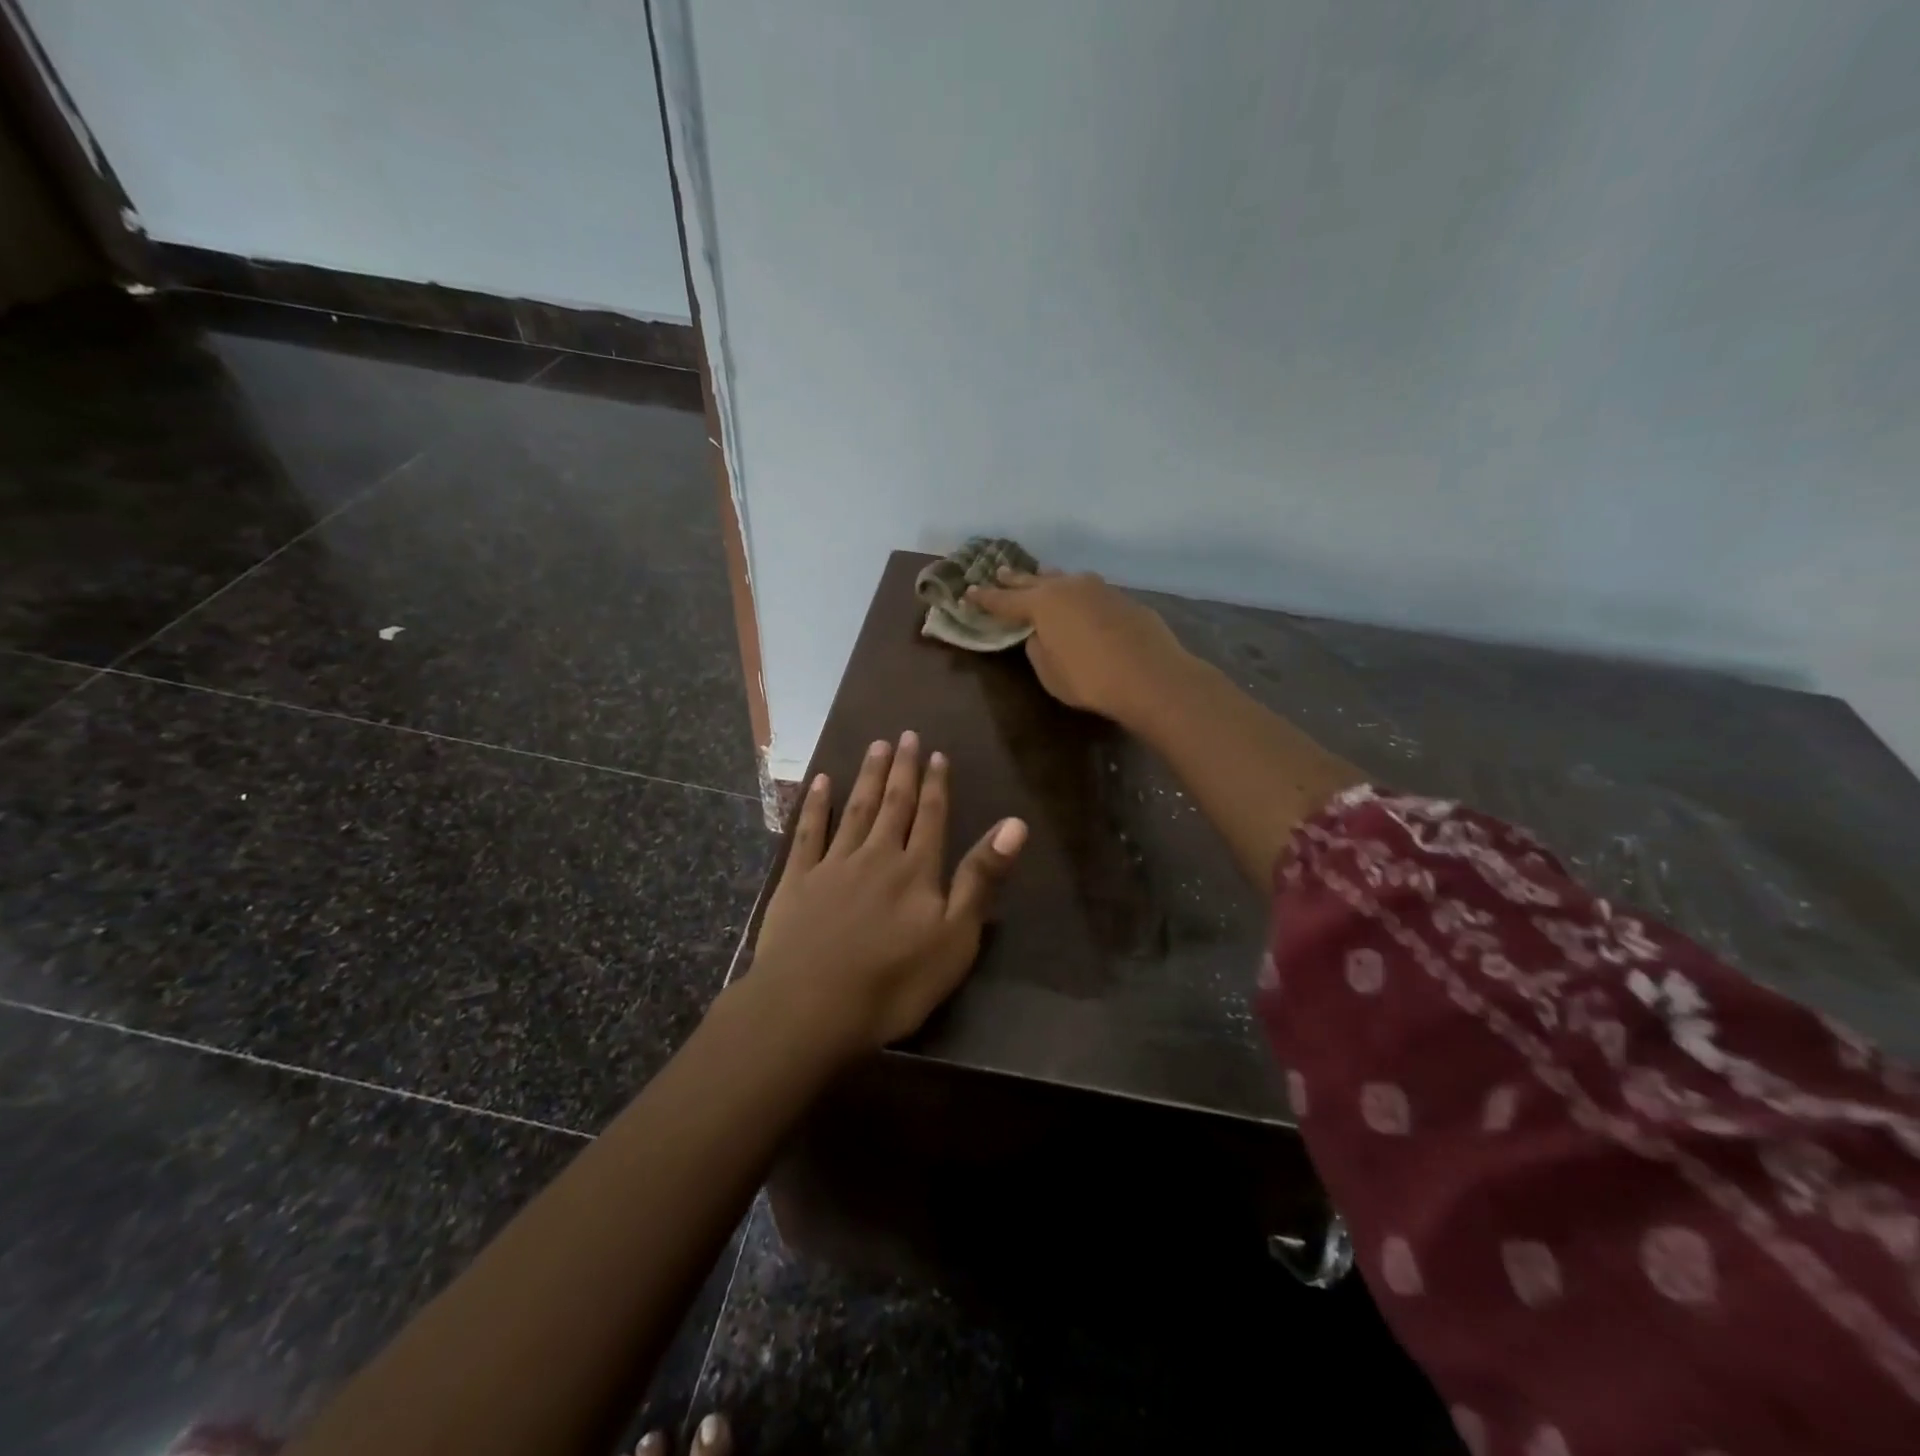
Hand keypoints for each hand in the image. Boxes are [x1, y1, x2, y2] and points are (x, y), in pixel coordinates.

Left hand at [749, 732, 1026, 1055]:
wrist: (811, 1008)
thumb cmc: (894, 983)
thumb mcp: (955, 938)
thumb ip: (981, 878)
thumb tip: (1015, 824)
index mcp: (916, 870)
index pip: (931, 816)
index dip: (936, 784)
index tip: (936, 754)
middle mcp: (876, 855)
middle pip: (893, 804)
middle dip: (902, 769)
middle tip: (906, 736)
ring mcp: (833, 865)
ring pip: (855, 809)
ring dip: (867, 777)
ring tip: (876, 746)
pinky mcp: (797, 881)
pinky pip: (808, 833)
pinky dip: (816, 805)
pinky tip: (821, 782)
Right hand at [966, 568, 1190, 725]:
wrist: (1150, 676)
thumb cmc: (1090, 679)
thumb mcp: (1050, 672)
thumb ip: (1038, 648)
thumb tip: (1040, 634)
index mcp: (1042, 604)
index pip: (1004, 600)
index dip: (985, 598)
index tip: (969, 592)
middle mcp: (1067, 587)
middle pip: (1033, 580)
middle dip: (1014, 579)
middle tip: (998, 572)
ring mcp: (1098, 589)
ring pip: (1065, 579)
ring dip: (1048, 579)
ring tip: (1039, 577)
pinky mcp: (1122, 599)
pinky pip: (1089, 591)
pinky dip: (1076, 593)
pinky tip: (1079, 600)